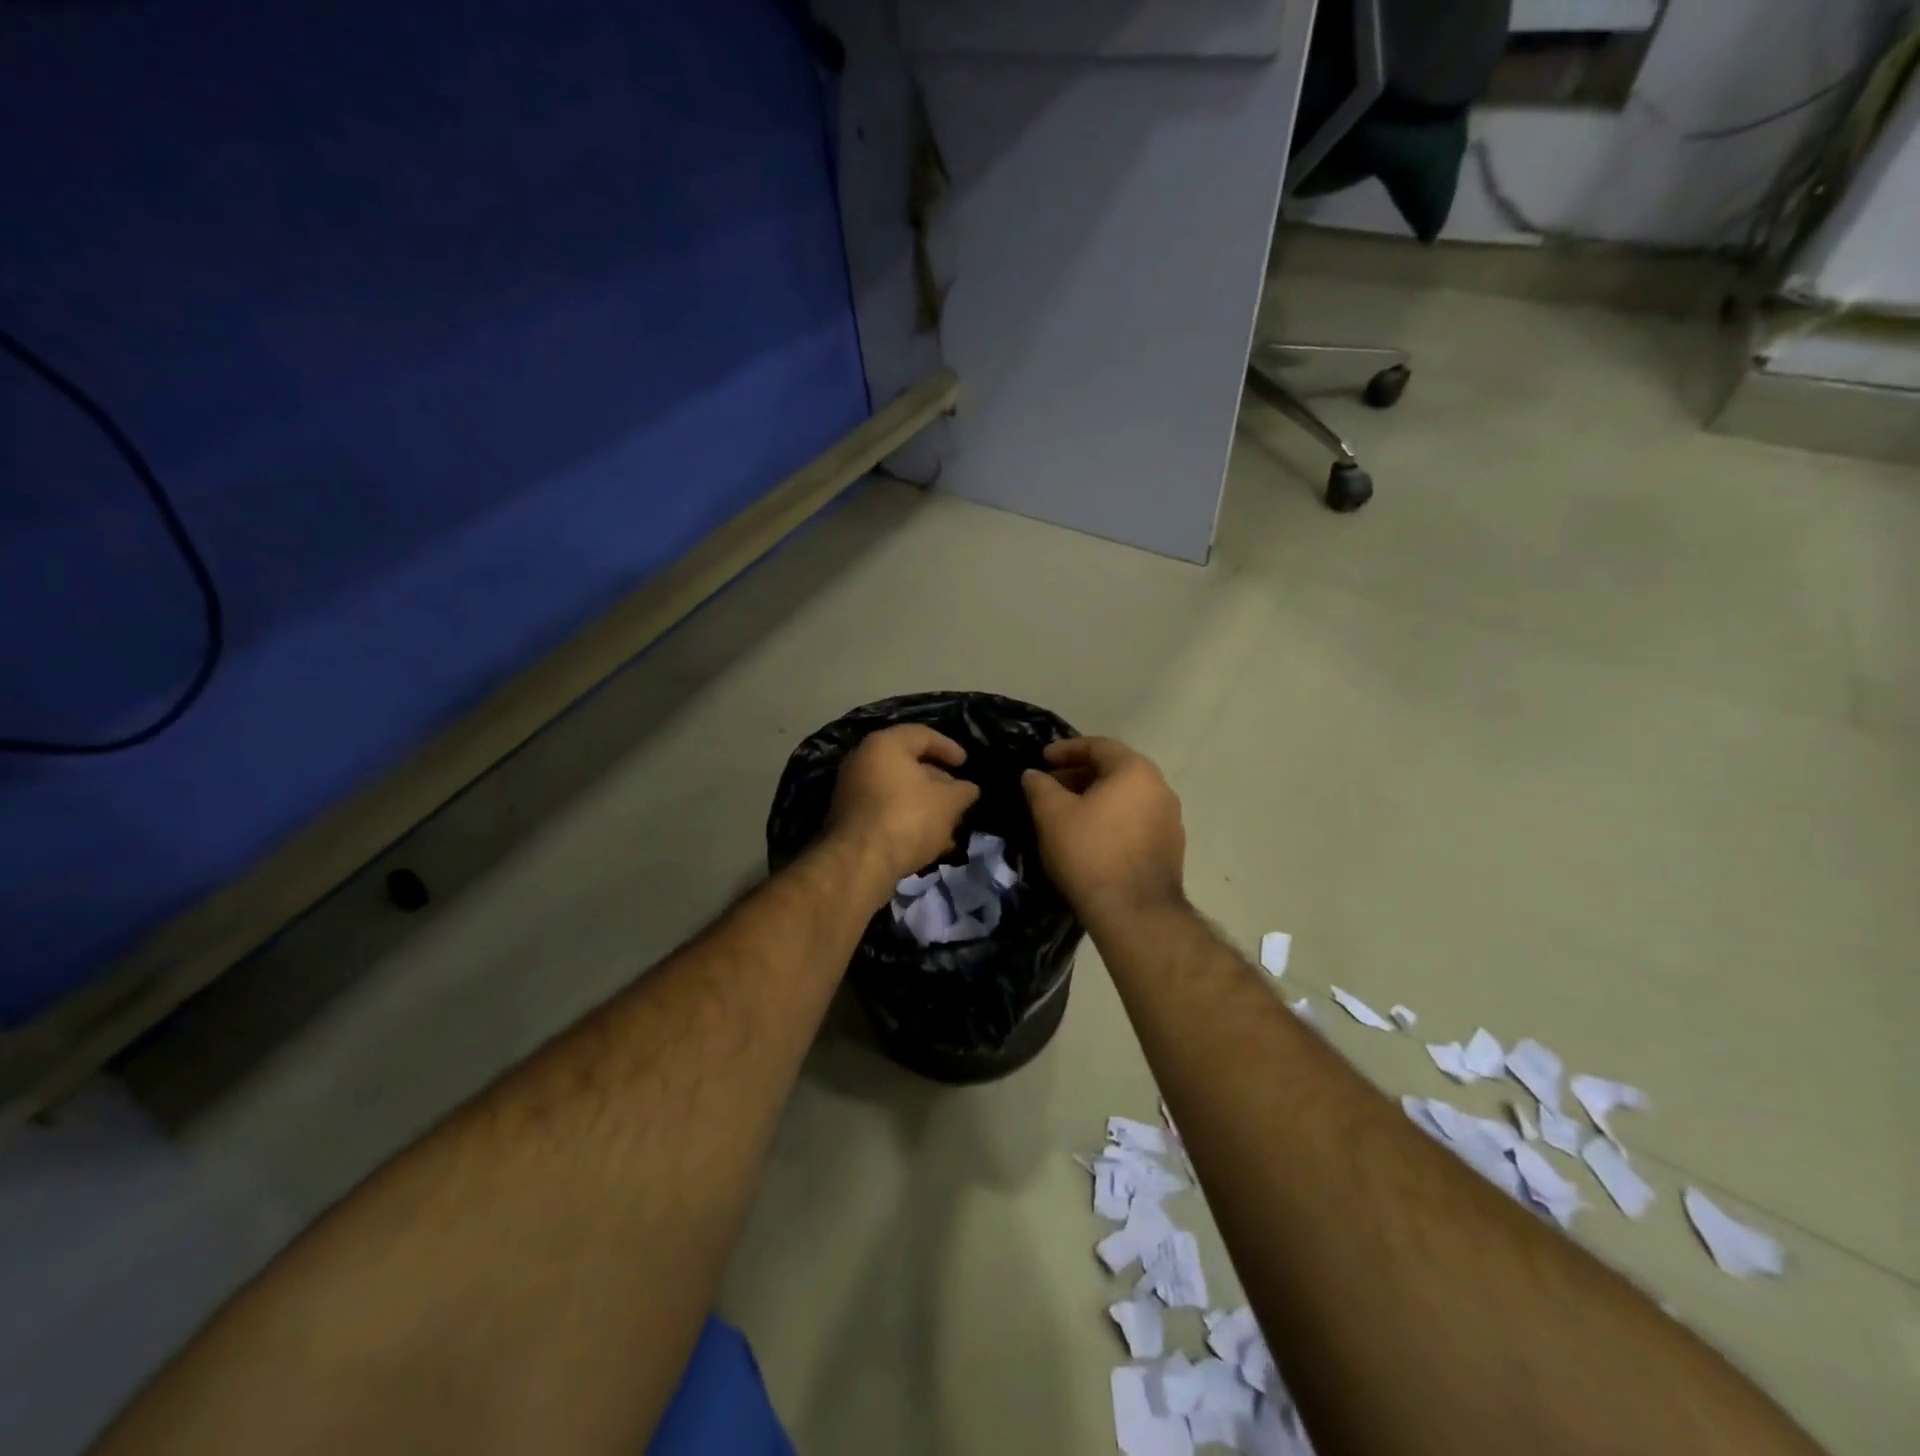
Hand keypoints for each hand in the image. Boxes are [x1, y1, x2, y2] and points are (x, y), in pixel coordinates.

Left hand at [825, 724, 980, 897]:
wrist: (860, 862)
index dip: (949, 747)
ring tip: (950, 825)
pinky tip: (930, 842)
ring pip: (898, 792)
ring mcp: (852, 792)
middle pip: (908, 765)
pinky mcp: (850, 821)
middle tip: (959, 797)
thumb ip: (962, 791)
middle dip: (938, 782)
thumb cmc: (908, 817)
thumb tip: (968, 789)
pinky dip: (908, 820)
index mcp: (884, 745)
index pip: (922, 735)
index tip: (966, 764)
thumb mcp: (948, 802)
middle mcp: (862, 762)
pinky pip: (886, 812)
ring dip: (926, 806)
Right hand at [1022, 737, 1185, 923]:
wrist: (1134, 913)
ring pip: (1126, 797)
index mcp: (1135, 771)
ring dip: (1096, 798)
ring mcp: (1171, 820)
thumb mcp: (1052, 814)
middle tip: (1050, 787)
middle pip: (1115, 770)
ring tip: (1067, 813)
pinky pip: (1136, 821)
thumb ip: (1040, 786)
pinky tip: (1090, 838)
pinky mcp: (1171, 848)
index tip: (1041, 759)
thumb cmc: (1089, 853)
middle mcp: (1160, 788)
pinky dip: (1112, 819)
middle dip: (1079, 775)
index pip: (1098, 746)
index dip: (1065, 749)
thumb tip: (1033, 774)